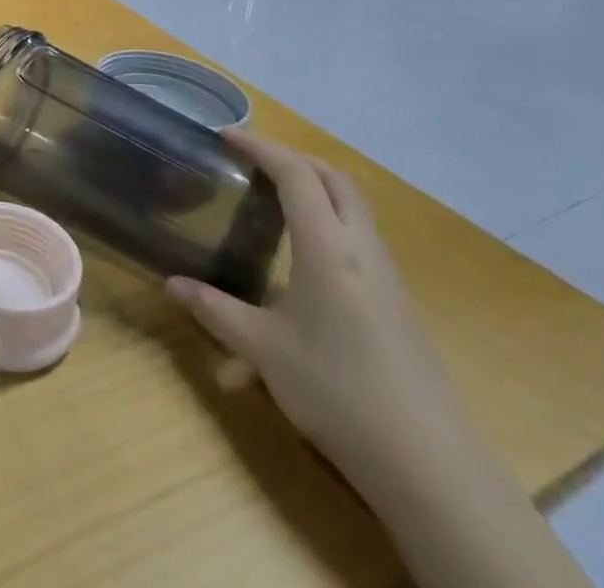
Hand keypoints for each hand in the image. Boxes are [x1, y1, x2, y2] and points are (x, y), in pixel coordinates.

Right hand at [167, 132, 472, 493]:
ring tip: (276, 200)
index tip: (226, 137)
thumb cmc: (338, 392)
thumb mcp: (263, 350)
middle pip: (334, 179)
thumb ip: (216, 310)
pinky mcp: (398, 305)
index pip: (295, 173)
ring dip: (316, 189)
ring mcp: (386, 278)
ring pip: (353, 208)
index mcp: (327, 246)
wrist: (431, 467)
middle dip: (293, 159)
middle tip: (253, 162)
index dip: (260, 147)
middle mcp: (361, 249)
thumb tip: (172, 285)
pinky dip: (330, 223)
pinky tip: (305, 260)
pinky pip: (360, 240)